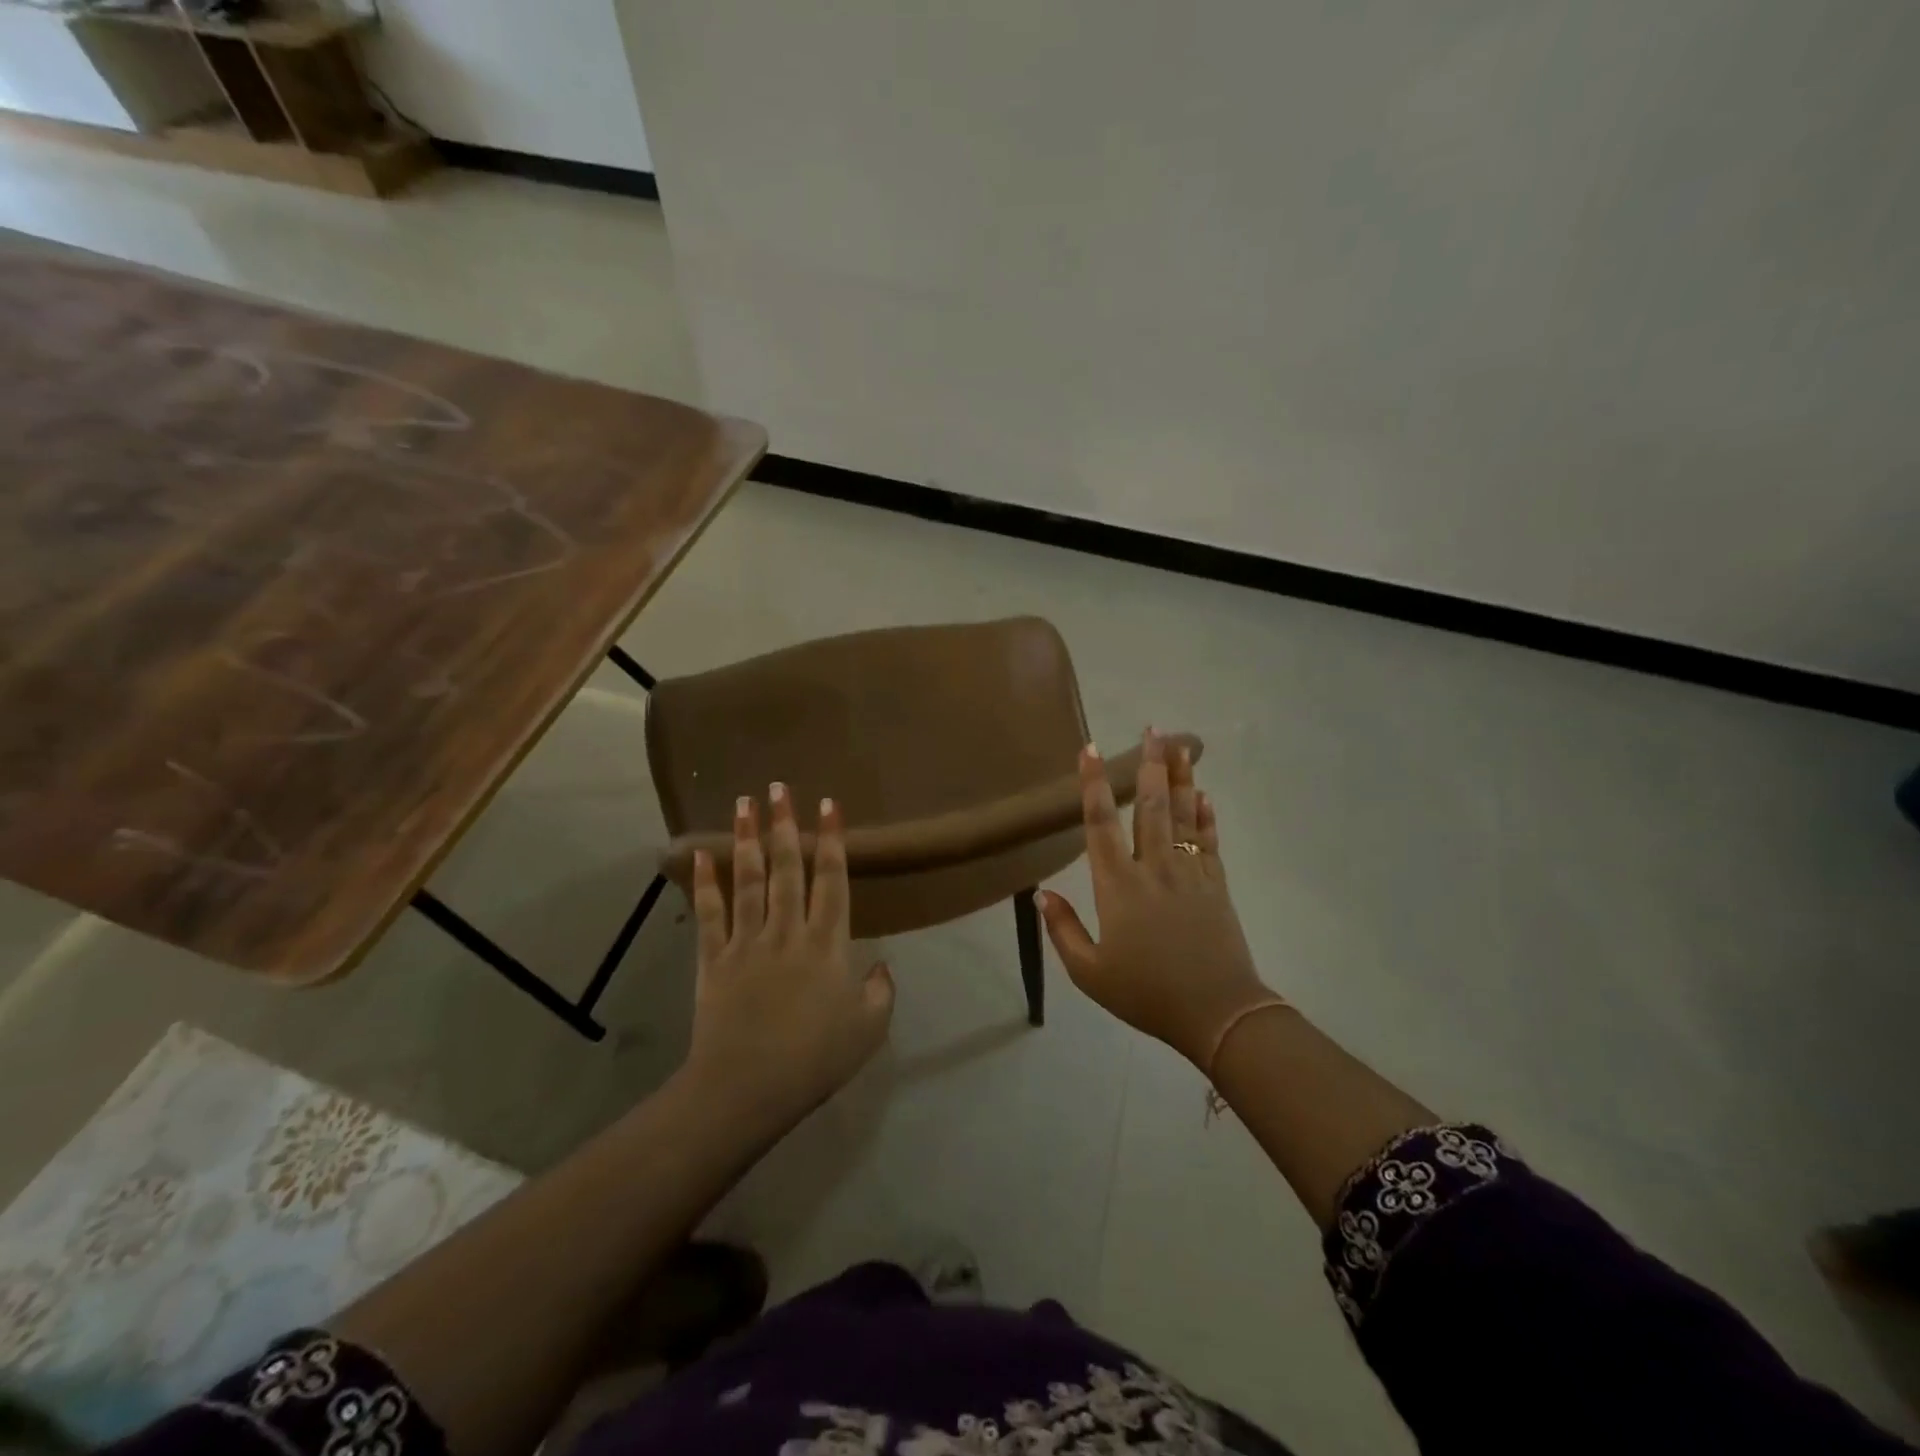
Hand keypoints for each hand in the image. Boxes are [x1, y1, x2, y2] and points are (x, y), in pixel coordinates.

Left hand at [683, 786, 893, 1131]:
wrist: (746, 1090)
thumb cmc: (814, 1060)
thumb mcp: (868, 1031)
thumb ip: (881, 992)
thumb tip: (883, 965)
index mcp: (827, 944)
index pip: (832, 880)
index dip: (832, 840)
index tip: (828, 805)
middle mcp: (787, 931)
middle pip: (787, 868)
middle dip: (785, 825)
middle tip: (779, 787)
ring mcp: (746, 942)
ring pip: (748, 880)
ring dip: (747, 839)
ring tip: (744, 803)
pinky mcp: (713, 960)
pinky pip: (709, 914)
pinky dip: (704, 883)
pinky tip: (700, 854)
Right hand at [1039, 729, 1271, 1066]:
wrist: (1217, 1012)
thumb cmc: (1146, 993)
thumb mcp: (1090, 972)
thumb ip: (1062, 929)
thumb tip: (1042, 893)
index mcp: (1118, 886)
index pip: (1100, 823)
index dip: (1092, 784)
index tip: (1090, 750)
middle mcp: (1153, 867)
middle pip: (1150, 805)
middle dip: (1149, 764)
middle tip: (1152, 728)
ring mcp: (1190, 872)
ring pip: (1182, 814)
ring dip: (1180, 777)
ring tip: (1180, 744)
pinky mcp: (1216, 884)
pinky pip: (1209, 840)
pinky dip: (1206, 814)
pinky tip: (1204, 794)